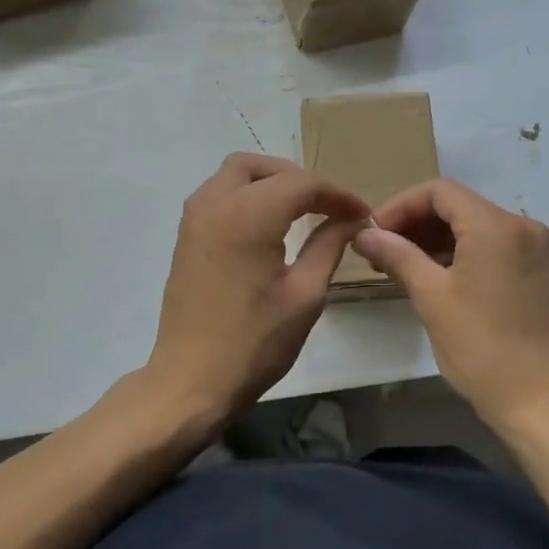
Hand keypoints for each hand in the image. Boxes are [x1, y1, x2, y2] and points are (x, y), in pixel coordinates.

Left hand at [144, 153, 369, 422]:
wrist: (191, 381)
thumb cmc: (254, 343)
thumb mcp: (305, 294)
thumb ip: (329, 245)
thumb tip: (350, 219)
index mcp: (248, 215)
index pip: (302, 183)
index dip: (337, 194)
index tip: (362, 214)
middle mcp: (215, 203)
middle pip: (262, 167)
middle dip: (299, 178)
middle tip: (328, 206)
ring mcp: (194, 218)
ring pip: (235, 174)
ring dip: (270, 182)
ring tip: (301, 211)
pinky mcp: (186, 235)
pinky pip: (219, 194)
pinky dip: (247, 195)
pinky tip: (268, 225)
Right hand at [353, 179, 548, 430]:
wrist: (540, 402)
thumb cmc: (481, 347)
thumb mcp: (431, 297)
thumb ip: (397, 255)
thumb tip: (363, 235)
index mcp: (497, 226)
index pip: (440, 192)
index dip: (400, 206)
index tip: (373, 233)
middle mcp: (522, 226)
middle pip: (458, 205)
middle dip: (415, 223)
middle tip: (381, 252)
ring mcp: (534, 248)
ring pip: (474, 225)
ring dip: (435, 238)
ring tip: (400, 266)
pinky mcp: (537, 270)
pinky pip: (491, 245)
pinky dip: (460, 252)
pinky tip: (433, 275)